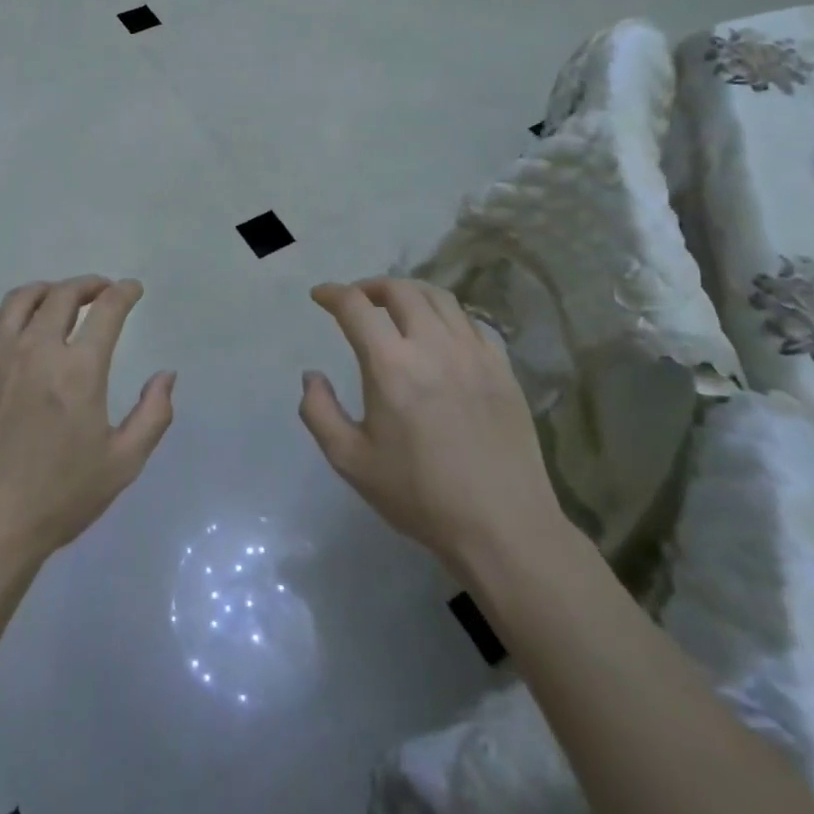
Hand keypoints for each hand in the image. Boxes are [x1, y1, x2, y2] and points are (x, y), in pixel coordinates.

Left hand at [0, 276, 174, 569]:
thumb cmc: (58, 498)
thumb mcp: (122, 464)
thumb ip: (153, 414)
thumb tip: (167, 375)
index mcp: (78, 370)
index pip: (107, 310)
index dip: (123, 292)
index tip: (131, 289)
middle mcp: (35, 350)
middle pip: (63, 295)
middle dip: (88, 285)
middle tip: (100, 290)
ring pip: (20, 300)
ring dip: (46, 291)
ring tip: (57, 299)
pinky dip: (3, 315)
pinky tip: (11, 326)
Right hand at [300, 278, 566, 577]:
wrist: (502, 527)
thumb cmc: (419, 495)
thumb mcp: (351, 461)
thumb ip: (319, 412)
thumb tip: (311, 375)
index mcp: (391, 365)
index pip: (355, 307)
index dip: (332, 293)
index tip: (320, 295)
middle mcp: (433, 346)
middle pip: (400, 289)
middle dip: (370, 286)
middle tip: (356, 299)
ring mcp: (473, 354)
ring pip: (440, 297)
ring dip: (409, 293)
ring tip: (396, 307)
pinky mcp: (502, 368)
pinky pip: (471, 322)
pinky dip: (447, 315)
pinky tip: (440, 334)